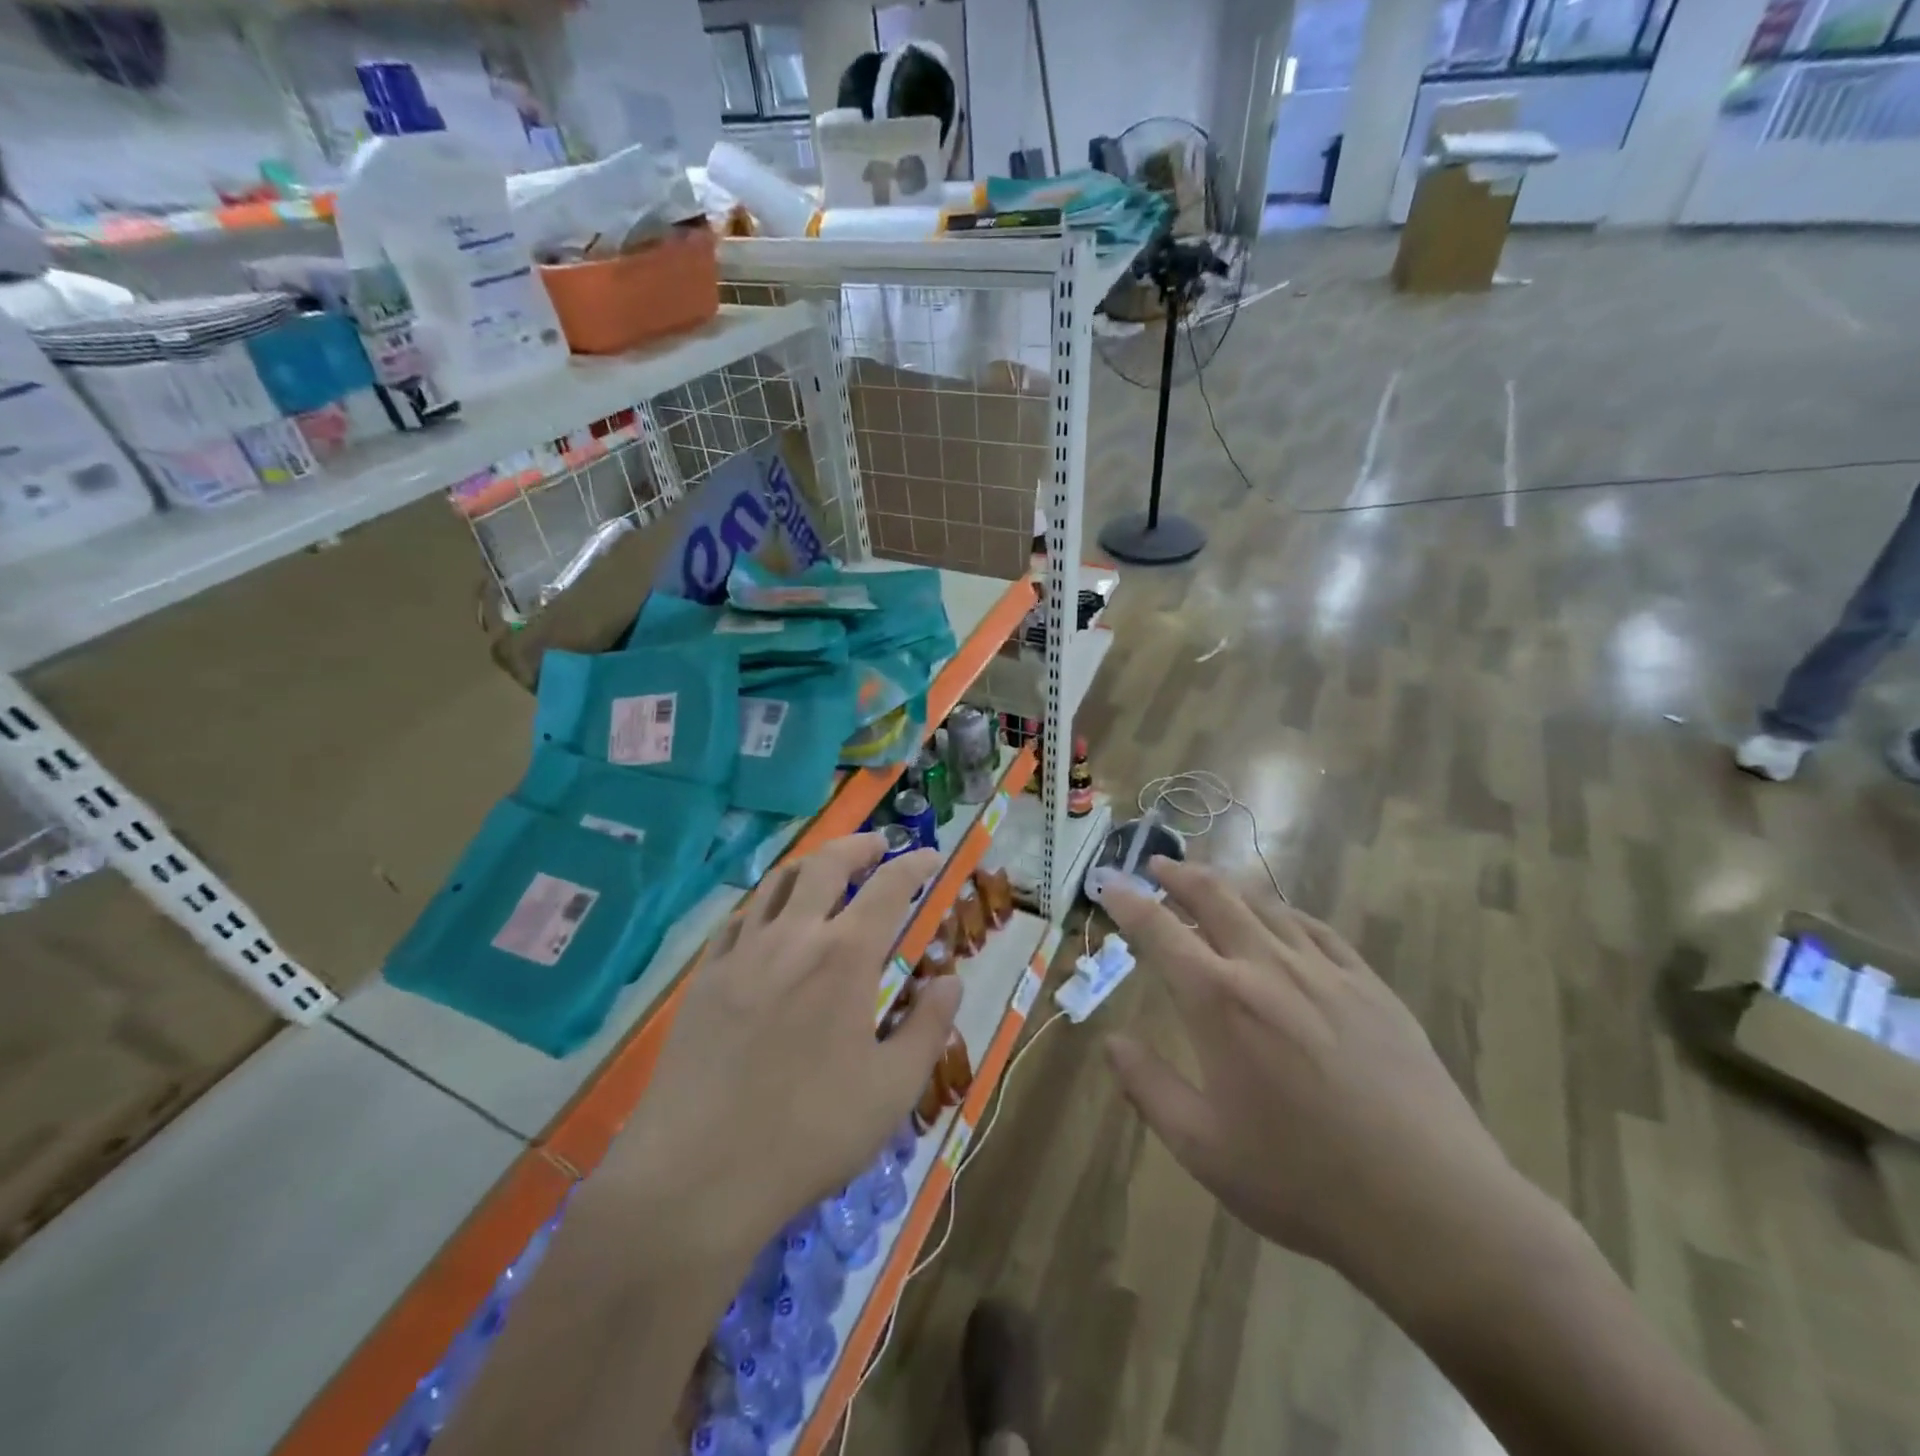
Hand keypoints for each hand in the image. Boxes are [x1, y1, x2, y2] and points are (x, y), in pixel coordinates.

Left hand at [604, 834, 961, 1265]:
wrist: (696, 1174)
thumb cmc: (808, 1133)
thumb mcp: (892, 1089)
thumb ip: (928, 1027)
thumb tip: (950, 980)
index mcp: (846, 956)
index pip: (888, 887)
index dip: (914, 865)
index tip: (929, 858)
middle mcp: (794, 936)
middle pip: (826, 864)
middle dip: (858, 846)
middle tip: (878, 846)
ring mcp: (742, 953)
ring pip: (778, 883)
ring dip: (810, 865)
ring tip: (828, 872)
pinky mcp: (705, 977)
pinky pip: (740, 919)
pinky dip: (766, 904)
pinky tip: (770, 922)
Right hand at [1102, 860, 1547, 1311]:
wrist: (1431, 1206)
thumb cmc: (1302, 1180)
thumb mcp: (1202, 1147)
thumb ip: (1148, 1086)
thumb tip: (1110, 1041)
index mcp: (1219, 1001)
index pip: (1159, 930)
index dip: (1128, 901)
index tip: (1110, 884)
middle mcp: (1267, 967)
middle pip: (1214, 896)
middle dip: (1178, 874)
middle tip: (1157, 865)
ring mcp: (1325, 971)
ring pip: (1266, 904)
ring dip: (1228, 885)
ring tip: (1209, 881)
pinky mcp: (1370, 986)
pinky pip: (1318, 929)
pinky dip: (1285, 912)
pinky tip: (1281, 918)